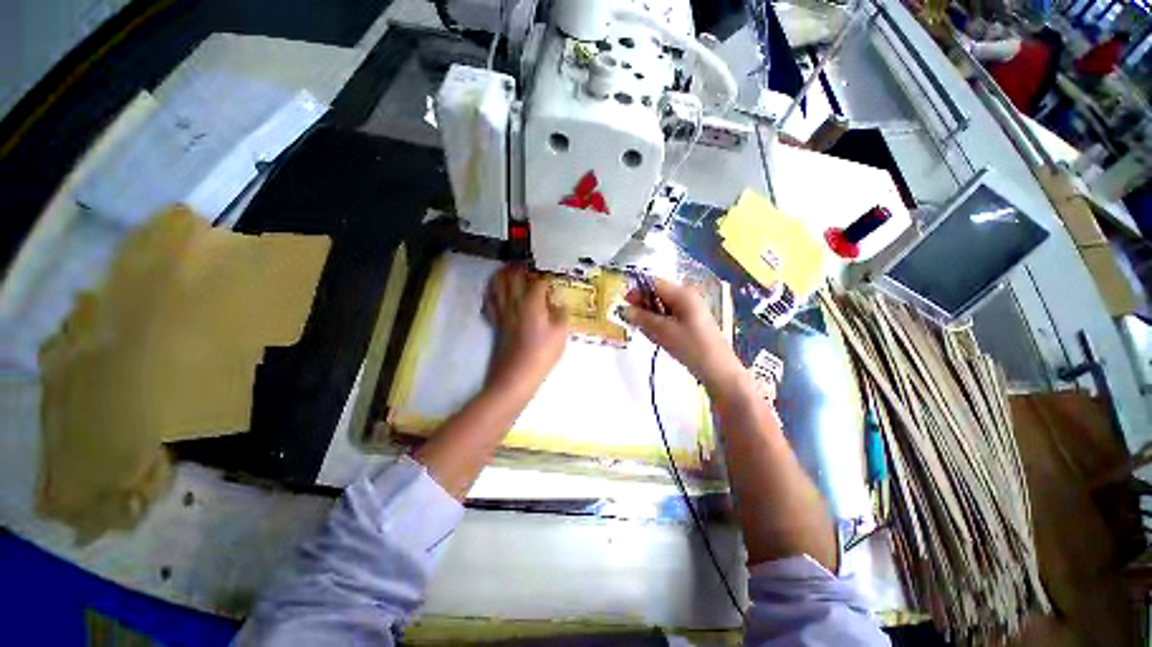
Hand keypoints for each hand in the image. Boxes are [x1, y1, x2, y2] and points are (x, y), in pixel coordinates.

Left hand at [483, 265, 568, 389]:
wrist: (516, 376)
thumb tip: (559, 303)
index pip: (538, 282)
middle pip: (512, 278)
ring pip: (496, 287)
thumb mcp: (561, 334)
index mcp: (532, 303)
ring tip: (506, 270)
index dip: (545, 278)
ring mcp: (502, 313)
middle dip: (519, 268)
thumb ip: (561, 314)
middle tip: (525, 263)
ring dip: (500, 275)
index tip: (551, 277)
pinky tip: (494, 294)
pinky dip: (490, 294)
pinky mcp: (495, 324)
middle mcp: (514, 304)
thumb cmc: (542, 354)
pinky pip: (489, 304)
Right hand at [623, 278, 744, 393]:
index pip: (654, 283)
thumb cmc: (690, 346)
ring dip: (650, 316)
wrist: (717, 369)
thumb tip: (624, 309)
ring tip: (645, 331)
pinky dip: (659, 323)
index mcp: (682, 294)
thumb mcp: (662, 331)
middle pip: (658, 294)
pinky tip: (656, 336)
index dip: (637, 291)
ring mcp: (690, 310)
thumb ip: (642, 318)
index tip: (624, 303)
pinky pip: (670, 317)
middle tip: (631, 320)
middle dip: (643, 305)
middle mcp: (687, 297)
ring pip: (662, 307)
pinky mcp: (691, 322)